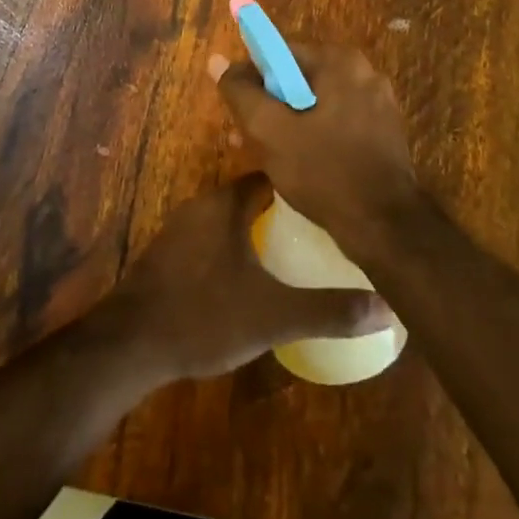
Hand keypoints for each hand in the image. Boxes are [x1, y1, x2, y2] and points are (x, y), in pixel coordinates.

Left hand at [105, 175, 393, 381]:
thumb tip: (387, 307)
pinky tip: (249, 273)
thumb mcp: (274, 316)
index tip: (331, 199)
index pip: (272, 175)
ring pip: (229, 216)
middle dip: (283, 208)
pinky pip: (210, 236)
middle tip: (321, 229)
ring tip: (293, 250)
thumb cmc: (205, 315)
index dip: (302, 184)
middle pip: (250, 194)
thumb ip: (329, 310)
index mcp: (226, 203)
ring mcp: (180, 227)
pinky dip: (233, 245)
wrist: (131, 342)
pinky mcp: (168, 253)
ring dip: (256, 228)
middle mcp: (202, 204)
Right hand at [214, 42, 420, 253]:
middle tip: (245, 138)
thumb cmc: (323, 170)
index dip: (251, 80)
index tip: (238, 112)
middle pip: (298, 80)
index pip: (279, 54)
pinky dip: (314, 136)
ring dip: (287, 124)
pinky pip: (336, 123)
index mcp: (340, 61)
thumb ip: (240, 92)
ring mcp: (378, 104)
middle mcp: (364, 73)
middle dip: (268, 107)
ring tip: (265, 156)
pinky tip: (298, 165)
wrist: (385, 226)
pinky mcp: (383, 133)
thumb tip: (217, 61)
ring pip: (316, 105)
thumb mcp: (269, 130)